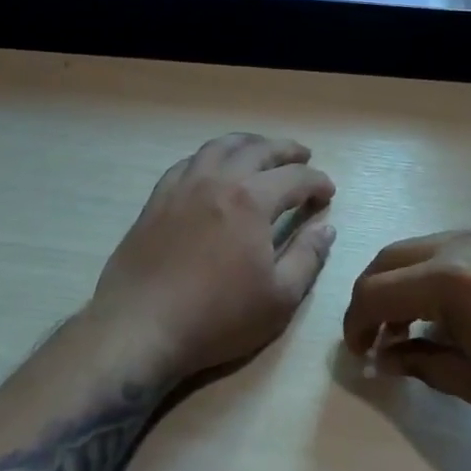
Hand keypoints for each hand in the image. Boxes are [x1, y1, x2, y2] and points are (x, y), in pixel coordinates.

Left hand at [87, 133, 336, 382]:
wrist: (141, 326)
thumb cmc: (217, 317)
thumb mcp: (279, 298)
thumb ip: (307, 258)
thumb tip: (326, 228)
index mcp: (251, 201)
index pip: (295, 177)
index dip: (317, 182)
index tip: (328, 193)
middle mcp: (217, 181)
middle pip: (257, 150)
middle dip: (286, 150)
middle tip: (303, 156)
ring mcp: (182, 187)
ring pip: (219, 147)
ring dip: (247, 143)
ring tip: (261, 150)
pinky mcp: (156, 200)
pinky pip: (188, 163)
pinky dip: (210, 157)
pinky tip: (213, 168)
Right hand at [342, 227, 470, 445]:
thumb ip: (423, 364)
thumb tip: (387, 356)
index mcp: (450, 280)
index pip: (375, 292)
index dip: (356, 323)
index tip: (359, 353)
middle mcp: (467, 243)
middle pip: (395, 257)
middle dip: (375, 295)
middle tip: (380, 335)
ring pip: (430, 247)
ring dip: (411, 281)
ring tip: (425, 324)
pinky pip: (468, 246)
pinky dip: (447, 272)